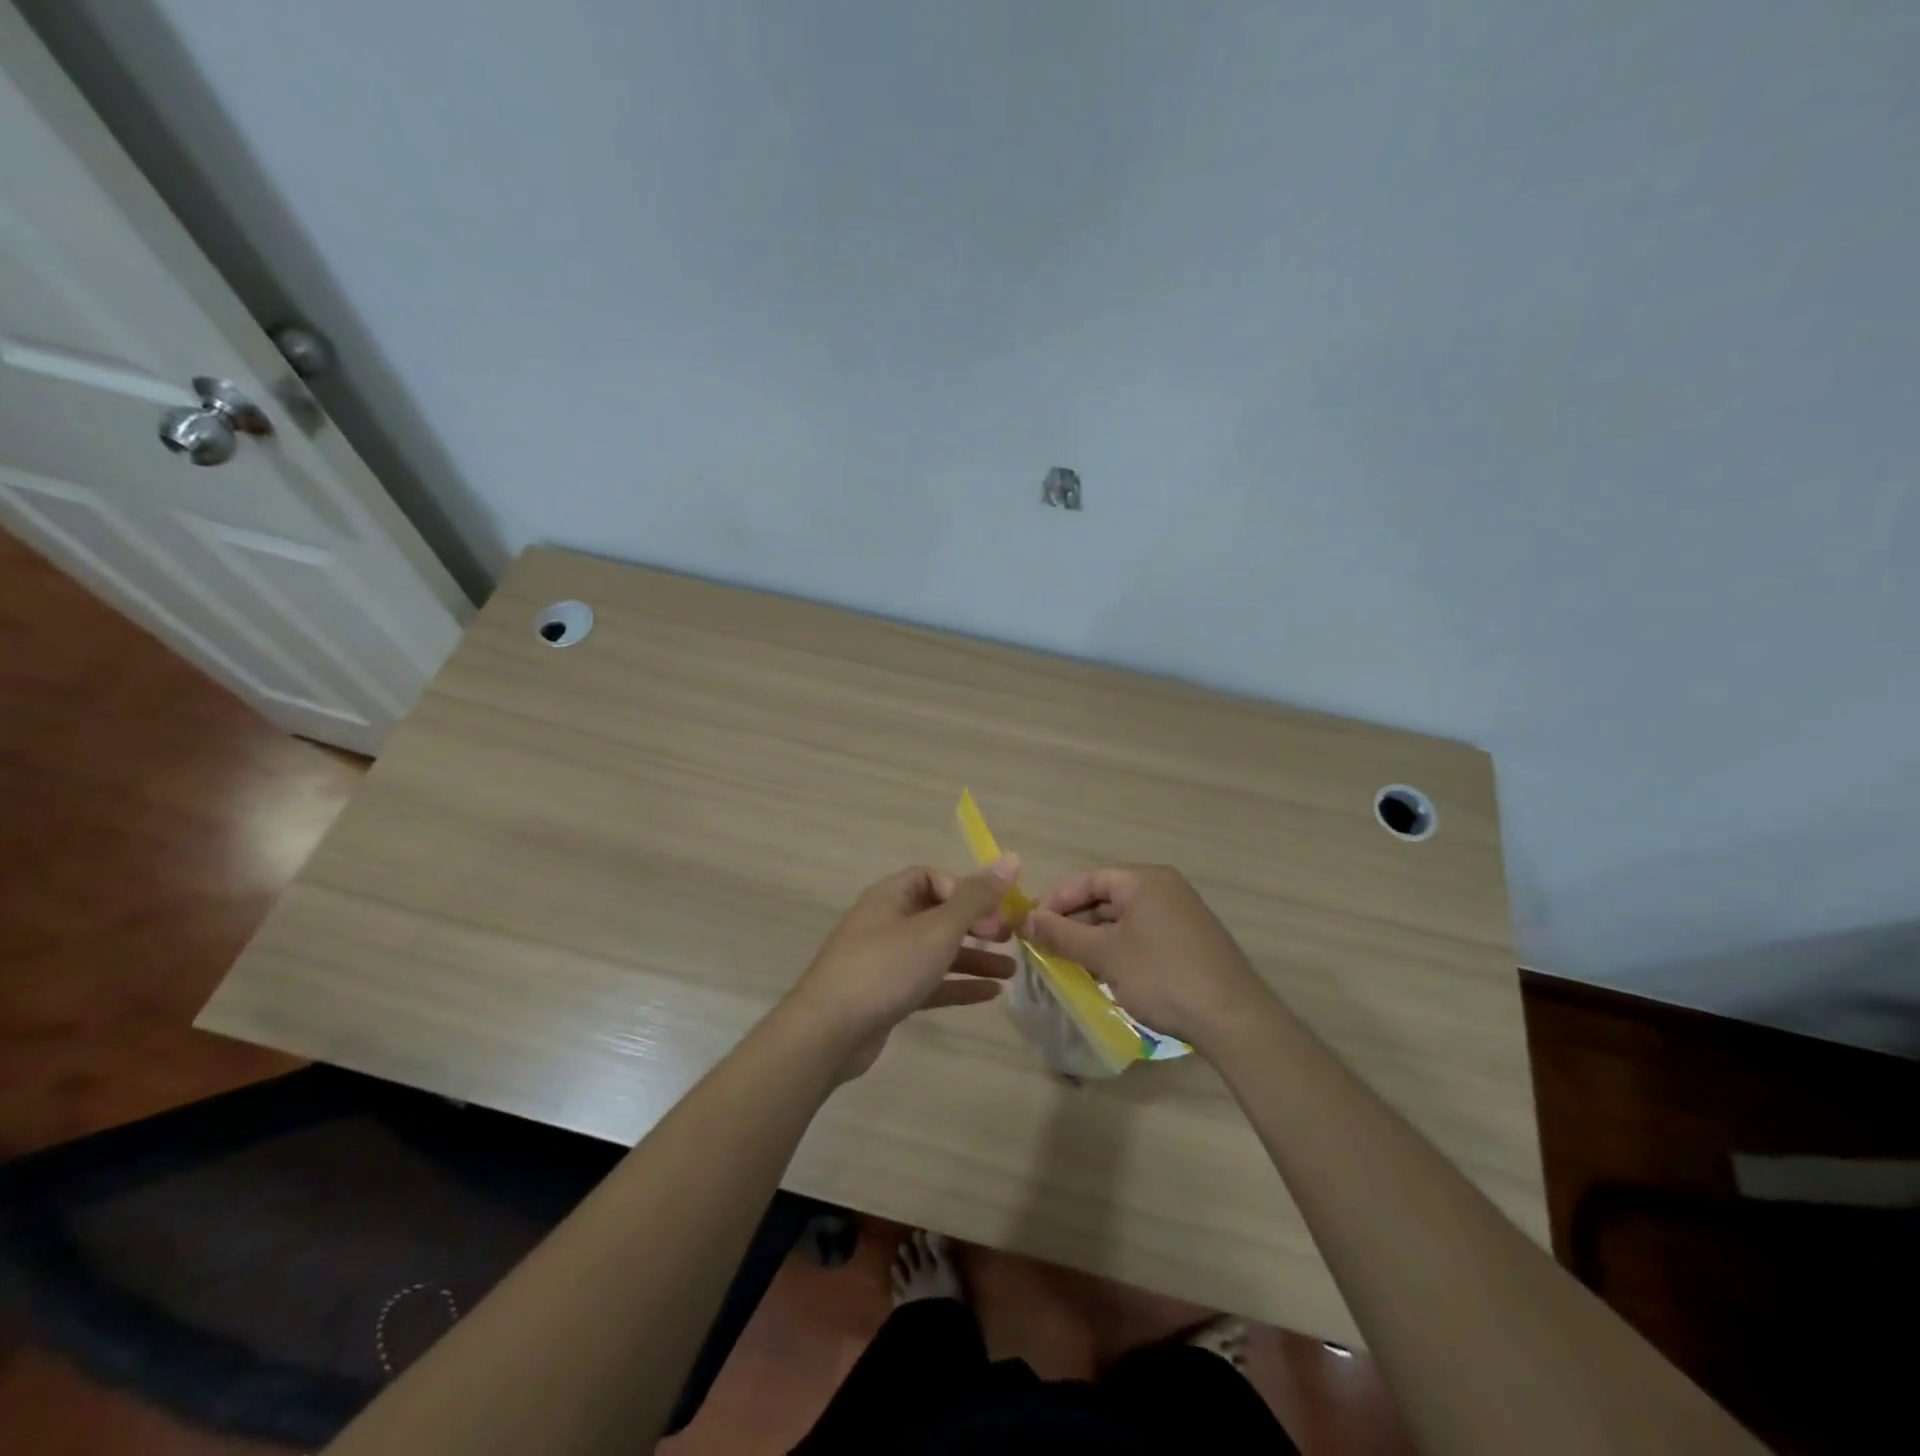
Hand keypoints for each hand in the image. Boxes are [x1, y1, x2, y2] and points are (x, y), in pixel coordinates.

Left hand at [786, 859, 1018, 1077]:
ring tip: (1012, 972)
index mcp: (890, 896)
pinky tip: (991, 994)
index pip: (933, 878)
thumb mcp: (938, 928)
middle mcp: (886, 923)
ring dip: (973, 958)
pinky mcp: (886, 996)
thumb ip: (976, 897)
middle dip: (976, 925)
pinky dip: (957, 985)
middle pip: (938, 914)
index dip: (966, 889)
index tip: (993, 910)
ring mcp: (884, 961)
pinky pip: (928, 983)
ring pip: (936, 951)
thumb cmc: (886, 967)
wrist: (828, 1032)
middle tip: (1009, 938)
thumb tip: (1010, 859)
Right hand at [1022, 865, 1270, 1047]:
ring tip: (1070, 964)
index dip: (1056, 900)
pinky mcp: (1190, 941)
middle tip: (1047, 947)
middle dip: (1074, 922)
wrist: (1233, 1019)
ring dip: (1094, 939)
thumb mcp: (1104, 955)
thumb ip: (1061, 934)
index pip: (1089, 879)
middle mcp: (1165, 888)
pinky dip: (1119, 949)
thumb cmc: (1161, 976)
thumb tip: (1025, 919)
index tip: (1032, 926)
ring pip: (1123, 919)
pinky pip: (1142, 935)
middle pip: (1106, 897)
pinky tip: (1106, 975)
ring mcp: (1181, 915)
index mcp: (1144, 880)